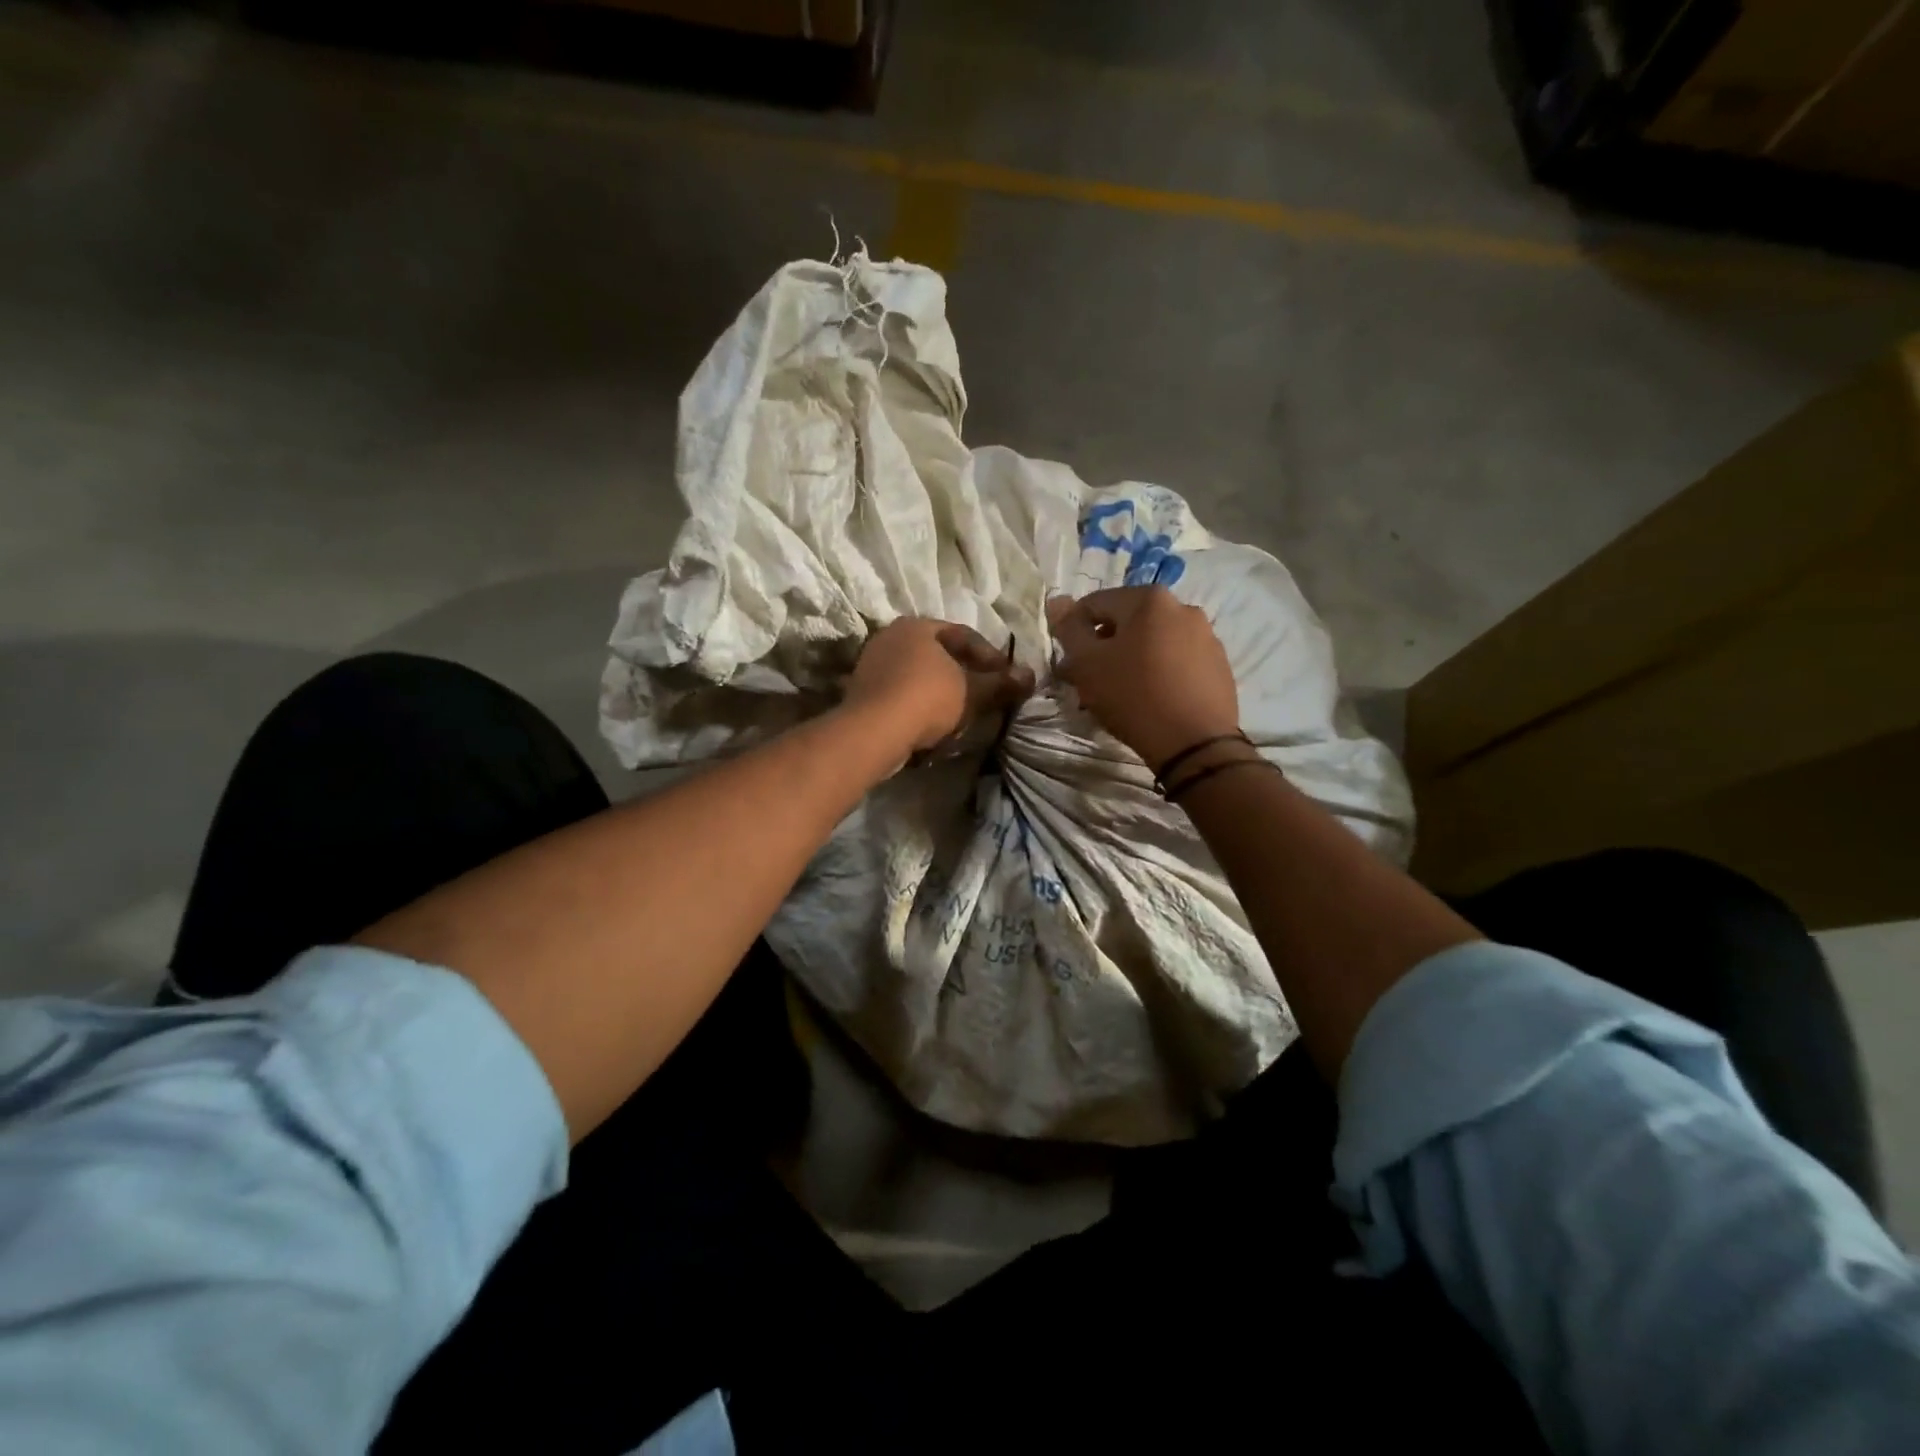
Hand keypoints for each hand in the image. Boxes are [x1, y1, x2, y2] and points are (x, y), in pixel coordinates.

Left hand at [846, 617, 1035, 756]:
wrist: (874, 731)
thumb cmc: (927, 698)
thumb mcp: (972, 691)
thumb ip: (1001, 683)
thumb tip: (1030, 676)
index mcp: (917, 625)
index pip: (963, 634)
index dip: (991, 656)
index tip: (1007, 677)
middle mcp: (891, 636)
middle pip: (939, 654)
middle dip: (965, 674)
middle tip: (986, 694)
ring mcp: (872, 663)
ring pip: (919, 675)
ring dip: (943, 692)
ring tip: (963, 713)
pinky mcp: (862, 692)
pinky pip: (901, 693)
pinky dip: (920, 705)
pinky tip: (933, 724)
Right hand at [1047, 587, 1238, 769]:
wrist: (1195, 743)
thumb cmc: (1133, 696)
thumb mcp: (1087, 664)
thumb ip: (1069, 630)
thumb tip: (1058, 602)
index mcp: (1149, 599)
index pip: (1094, 604)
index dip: (1074, 633)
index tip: (1071, 664)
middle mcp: (1182, 607)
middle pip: (1127, 622)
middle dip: (1105, 648)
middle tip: (1093, 682)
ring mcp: (1206, 636)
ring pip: (1153, 642)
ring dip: (1132, 660)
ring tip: (1123, 694)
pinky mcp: (1218, 665)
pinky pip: (1177, 661)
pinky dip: (1160, 673)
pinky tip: (1153, 700)